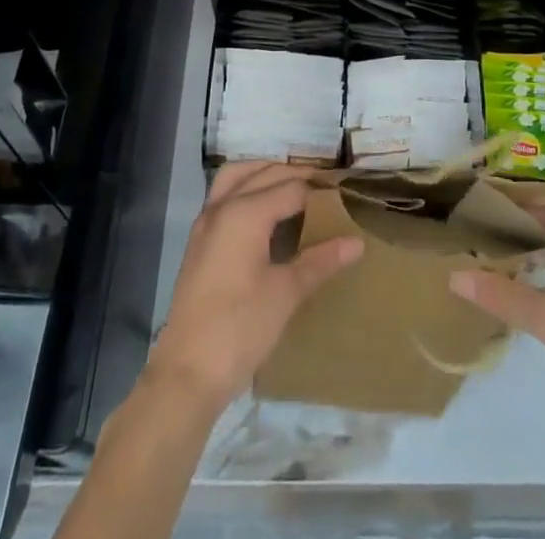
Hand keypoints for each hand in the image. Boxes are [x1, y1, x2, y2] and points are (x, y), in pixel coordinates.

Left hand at [148, 163, 362, 414]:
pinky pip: (224, 195)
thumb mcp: (286, 293)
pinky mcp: (199, 240)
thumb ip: (321, 261)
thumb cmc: (241, 328)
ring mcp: (206, 222)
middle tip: (325, 189)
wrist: (187, 372)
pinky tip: (265, 212)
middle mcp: (223, 206)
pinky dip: (246, 188)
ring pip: (237, 176)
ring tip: (293, 187)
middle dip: (294, 175)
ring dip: (264, 173)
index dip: (318, 191)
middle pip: (264, 173)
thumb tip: (357, 243)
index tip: (343, 195)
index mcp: (246, 212)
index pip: (291, 187)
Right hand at [450, 203, 544, 417]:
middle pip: (540, 219)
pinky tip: (530, 284)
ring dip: (528, 248)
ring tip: (491, 263)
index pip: (524, 204)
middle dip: (508, 231)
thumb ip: (500, 294)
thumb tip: (453, 276)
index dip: (493, 212)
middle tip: (469, 244)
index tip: (462, 223)